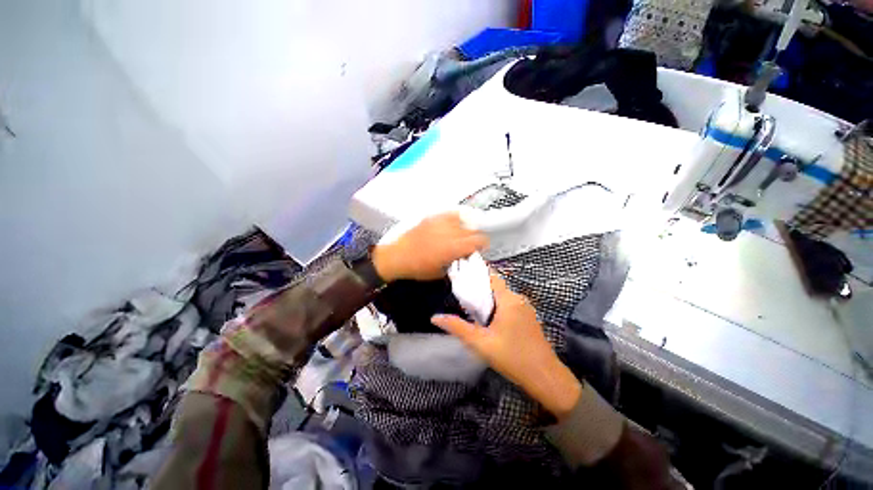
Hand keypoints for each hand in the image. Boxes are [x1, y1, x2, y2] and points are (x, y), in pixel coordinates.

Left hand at [371, 212, 487, 281]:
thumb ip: (455, 261)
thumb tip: (463, 255)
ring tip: (461, 234)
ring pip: (462, 219)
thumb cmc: (418, 268)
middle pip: (472, 229)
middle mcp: (449, 232)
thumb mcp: (441, 271)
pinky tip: (453, 224)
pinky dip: (454, 218)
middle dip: (475, 237)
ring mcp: (440, 223)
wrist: (398, 257)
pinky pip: (448, 214)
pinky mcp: (431, 218)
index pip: (478, 240)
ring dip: (465, 227)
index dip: (483, 244)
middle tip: (470, 244)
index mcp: (453, 248)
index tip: (482, 247)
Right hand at [431, 273, 581, 419]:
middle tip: (463, 298)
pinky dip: (498, 307)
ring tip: (473, 309)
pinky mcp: (529, 318)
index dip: (477, 274)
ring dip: (489, 300)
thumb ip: (458, 328)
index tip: (462, 276)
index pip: (491, 277)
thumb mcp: (481, 343)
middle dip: (480, 290)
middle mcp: (519, 299)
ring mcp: (526, 308)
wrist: (545, 377)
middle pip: (496, 287)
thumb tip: (435, 317)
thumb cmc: (512, 358)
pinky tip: (490, 321)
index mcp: (508, 300)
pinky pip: (510, 305)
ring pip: (503, 297)